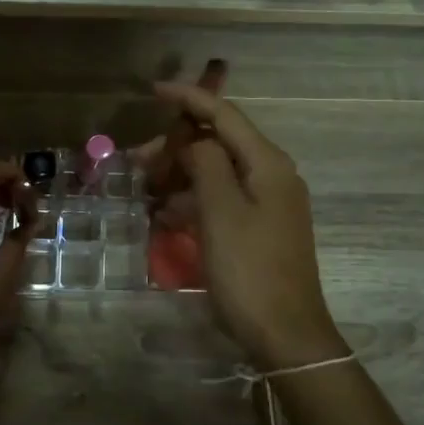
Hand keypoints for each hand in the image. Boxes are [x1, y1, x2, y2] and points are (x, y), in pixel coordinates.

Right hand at [152, 82, 343, 370]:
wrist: (285, 333)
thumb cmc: (249, 270)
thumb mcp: (220, 211)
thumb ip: (205, 163)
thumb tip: (194, 142)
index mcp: (268, 164)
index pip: (224, 115)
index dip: (189, 98)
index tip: (153, 91)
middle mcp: (272, 176)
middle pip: (219, 143)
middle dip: (177, 147)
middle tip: (137, 162)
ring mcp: (268, 204)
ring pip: (217, 173)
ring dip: (181, 175)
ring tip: (145, 190)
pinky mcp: (259, 229)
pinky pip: (221, 200)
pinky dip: (193, 200)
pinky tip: (165, 215)